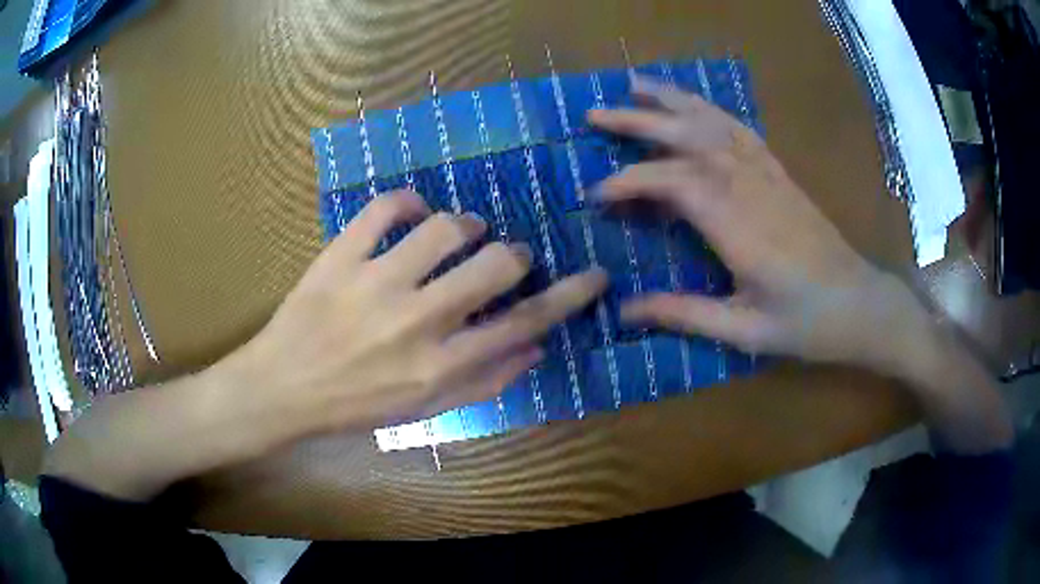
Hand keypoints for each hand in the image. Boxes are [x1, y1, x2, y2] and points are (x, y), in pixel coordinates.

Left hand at [224, 190, 606, 432]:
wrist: (282, 390)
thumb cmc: (354, 406)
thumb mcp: (424, 410)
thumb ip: (484, 382)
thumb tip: (534, 348)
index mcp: (440, 365)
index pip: (524, 324)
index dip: (569, 297)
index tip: (595, 275)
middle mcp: (416, 321)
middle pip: (495, 265)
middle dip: (514, 254)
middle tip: (504, 256)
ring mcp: (375, 282)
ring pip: (445, 227)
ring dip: (466, 224)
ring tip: (461, 231)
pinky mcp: (340, 256)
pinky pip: (386, 207)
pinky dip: (408, 200)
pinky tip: (413, 210)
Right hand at [590, 77, 929, 376]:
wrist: (861, 304)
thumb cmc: (807, 324)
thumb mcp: (746, 331)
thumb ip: (685, 314)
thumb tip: (625, 309)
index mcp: (741, 228)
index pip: (674, 183)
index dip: (630, 182)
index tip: (596, 196)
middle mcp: (752, 188)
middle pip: (689, 138)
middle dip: (638, 122)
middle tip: (594, 113)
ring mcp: (769, 175)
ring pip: (714, 123)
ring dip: (672, 100)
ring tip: (636, 84)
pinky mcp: (780, 173)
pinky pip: (741, 130)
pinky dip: (710, 110)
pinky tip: (692, 105)